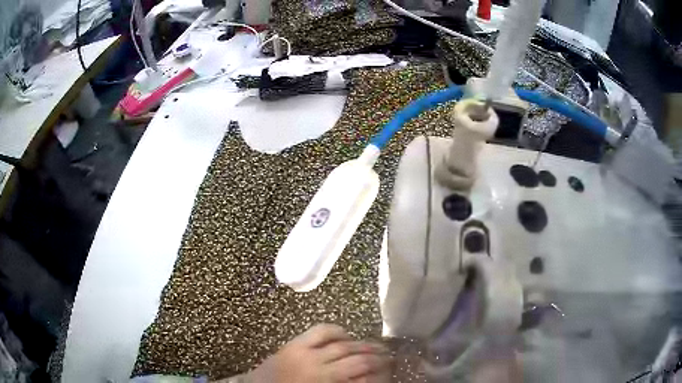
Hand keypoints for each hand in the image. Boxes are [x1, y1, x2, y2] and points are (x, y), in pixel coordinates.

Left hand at [245, 324, 389, 382]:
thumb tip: (368, 377)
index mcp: (326, 382)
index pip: (362, 374)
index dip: (380, 371)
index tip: (391, 368)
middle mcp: (319, 367)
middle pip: (356, 358)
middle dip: (376, 356)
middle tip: (389, 355)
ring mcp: (305, 352)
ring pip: (342, 344)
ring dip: (361, 343)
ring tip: (374, 344)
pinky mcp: (294, 343)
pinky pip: (320, 331)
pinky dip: (336, 331)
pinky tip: (346, 334)